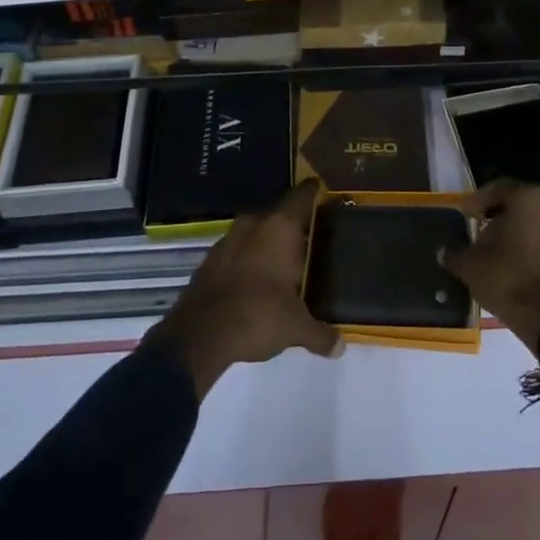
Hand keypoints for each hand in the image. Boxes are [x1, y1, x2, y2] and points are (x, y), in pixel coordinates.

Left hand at [147, 180, 343, 396]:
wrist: (198, 335)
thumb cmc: (257, 315)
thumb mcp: (296, 328)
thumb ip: (321, 334)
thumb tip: (340, 347)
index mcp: (280, 227)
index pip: (302, 195)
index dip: (315, 192)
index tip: (325, 194)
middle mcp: (254, 223)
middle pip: (279, 214)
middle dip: (293, 227)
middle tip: (311, 241)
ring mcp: (227, 239)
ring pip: (256, 232)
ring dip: (268, 244)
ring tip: (284, 265)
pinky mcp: (209, 259)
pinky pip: (237, 251)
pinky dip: (248, 260)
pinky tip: (256, 282)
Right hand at [439, 179, 539, 357]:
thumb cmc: (510, 281)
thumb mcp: (472, 267)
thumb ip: (457, 255)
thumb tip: (444, 253)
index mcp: (529, 199)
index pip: (499, 189)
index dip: (479, 201)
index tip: (467, 215)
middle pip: (523, 206)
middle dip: (503, 219)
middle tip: (484, 235)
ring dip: (523, 235)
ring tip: (503, 254)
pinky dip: (539, 250)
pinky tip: (523, 267)